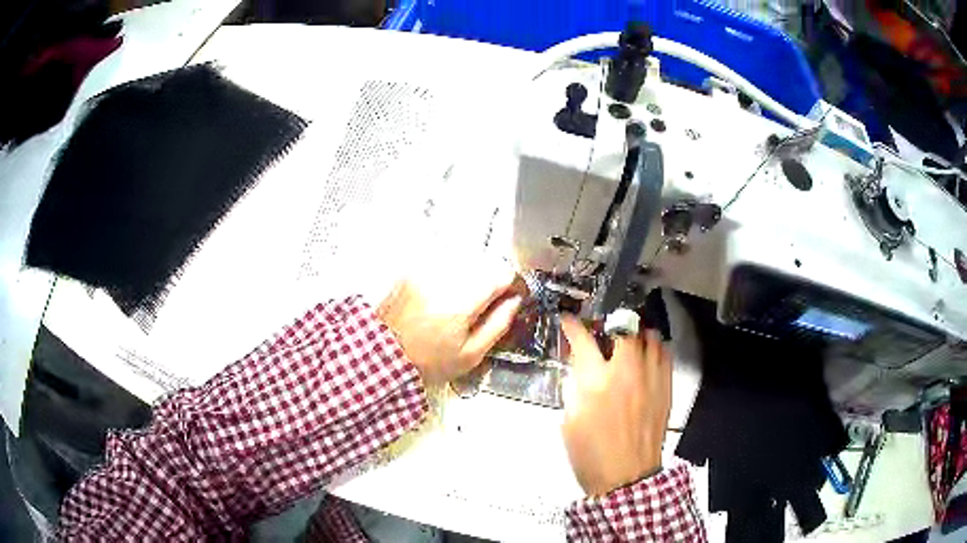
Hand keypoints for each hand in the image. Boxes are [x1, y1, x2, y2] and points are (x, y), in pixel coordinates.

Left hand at [377, 256, 523, 385]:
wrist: (383, 356)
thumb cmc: (427, 361)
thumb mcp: (470, 354)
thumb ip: (498, 324)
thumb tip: (514, 301)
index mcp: (462, 300)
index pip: (502, 273)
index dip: (512, 284)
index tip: (512, 296)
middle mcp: (444, 278)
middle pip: (484, 264)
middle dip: (491, 281)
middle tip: (487, 305)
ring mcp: (425, 271)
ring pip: (464, 261)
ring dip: (472, 276)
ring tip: (463, 304)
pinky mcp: (412, 271)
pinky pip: (443, 264)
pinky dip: (451, 275)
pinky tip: (444, 298)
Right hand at [560, 315, 671, 495]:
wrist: (626, 477)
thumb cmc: (591, 454)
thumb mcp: (570, 421)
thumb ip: (575, 390)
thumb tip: (580, 370)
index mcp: (596, 384)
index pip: (583, 342)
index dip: (573, 326)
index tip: (568, 319)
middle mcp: (626, 374)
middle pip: (624, 330)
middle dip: (612, 323)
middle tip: (605, 330)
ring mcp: (650, 379)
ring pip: (650, 338)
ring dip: (637, 334)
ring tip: (630, 339)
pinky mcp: (666, 389)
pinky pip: (665, 356)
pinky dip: (656, 349)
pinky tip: (648, 355)